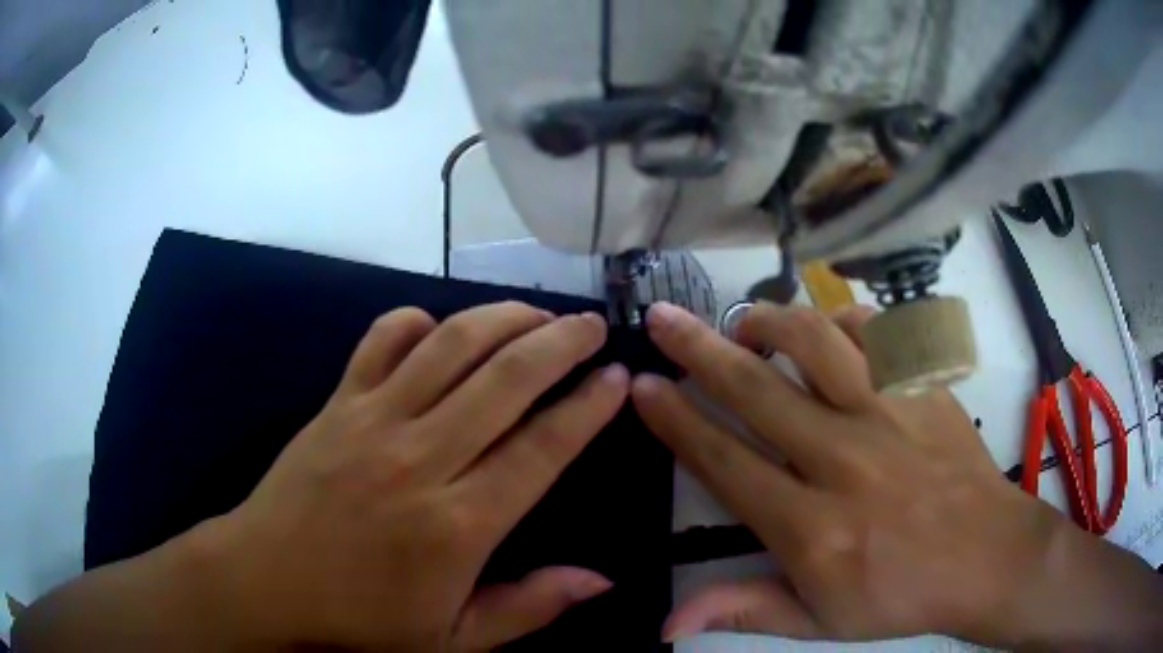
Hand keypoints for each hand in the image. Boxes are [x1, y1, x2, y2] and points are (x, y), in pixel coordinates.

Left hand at [211, 303, 629, 649]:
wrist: (266, 582)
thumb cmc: (361, 622)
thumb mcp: (455, 640)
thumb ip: (530, 607)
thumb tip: (602, 580)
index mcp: (458, 524)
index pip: (542, 447)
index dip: (587, 406)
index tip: (618, 377)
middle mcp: (420, 458)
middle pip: (506, 378)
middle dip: (560, 342)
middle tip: (592, 326)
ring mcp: (373, 420)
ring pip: (451, 345)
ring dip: (502, 319)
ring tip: (538, 314)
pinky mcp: (337, 401)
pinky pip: (382, 339)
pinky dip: (418, 321)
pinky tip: (441, 327)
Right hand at [631, 302, 1162, 646]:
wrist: (987, 557)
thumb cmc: (901, 597)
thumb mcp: (818, 622)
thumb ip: (742, 610)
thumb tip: (666, 624)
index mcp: (812, 527)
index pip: (724, 460)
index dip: (675, 420)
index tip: (643, 386)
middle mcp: (845, 459)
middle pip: (756, 389)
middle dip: (696, 347)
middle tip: (662, 317)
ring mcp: (891, 413)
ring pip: (816, 340)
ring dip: (769, 321)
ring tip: (744, 321)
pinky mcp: (926, 388)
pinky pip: (877, 329)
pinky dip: (841, 319)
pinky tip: (826, 329)